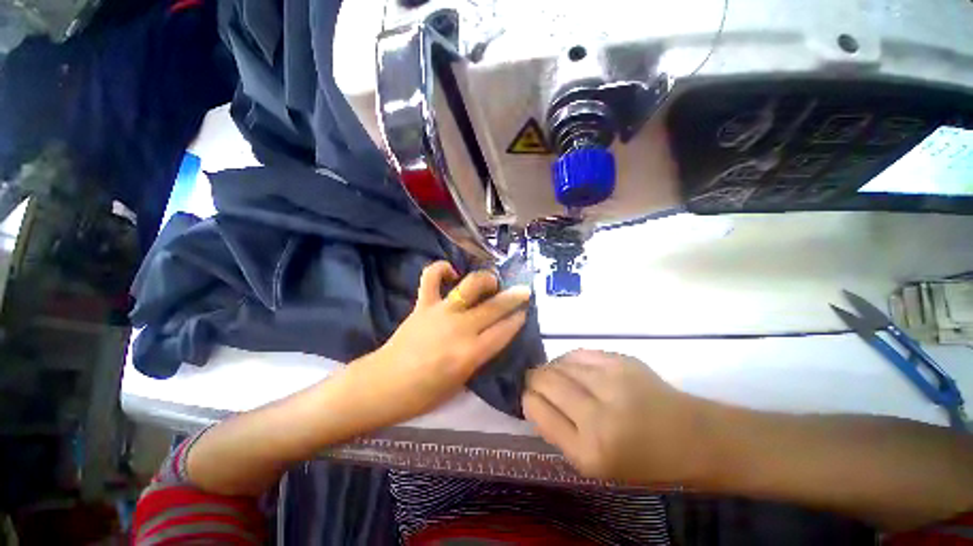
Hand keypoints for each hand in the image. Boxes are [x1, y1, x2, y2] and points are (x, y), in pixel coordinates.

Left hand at [344, 261, 531, 428]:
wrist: (383, 385)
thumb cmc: (424, 394)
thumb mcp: (461, 383)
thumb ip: (478, 357)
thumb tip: (490, 336)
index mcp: (470, 353)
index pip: (504, 331)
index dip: (518, 319)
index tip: (525, 312)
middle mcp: (460, 328)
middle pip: (494, 307)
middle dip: (514, 297)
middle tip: (524, 291)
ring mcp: (441, 312)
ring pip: (470, 286)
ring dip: (485, 279)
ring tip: (491, 281)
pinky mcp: (423, 304)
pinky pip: (432, 277)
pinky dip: (442, 269)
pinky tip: (451, 272)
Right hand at [523, 349, 712, 485]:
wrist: (691, 436)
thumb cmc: (640, 459)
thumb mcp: (593, 464)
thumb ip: (557, 432)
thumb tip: (532, 401)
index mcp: (589, 451)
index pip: (537, 409)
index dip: (527, 399)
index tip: (529, 398)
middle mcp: (598, 416)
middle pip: (544, 380)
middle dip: (533, 379)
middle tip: (537, 383)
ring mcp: (612, 382)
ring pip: (559, 363)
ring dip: (550, 368)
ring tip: (555, 376)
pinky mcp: (621, 361)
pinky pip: (578, 353)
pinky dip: (568, 359)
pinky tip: (572, 368)